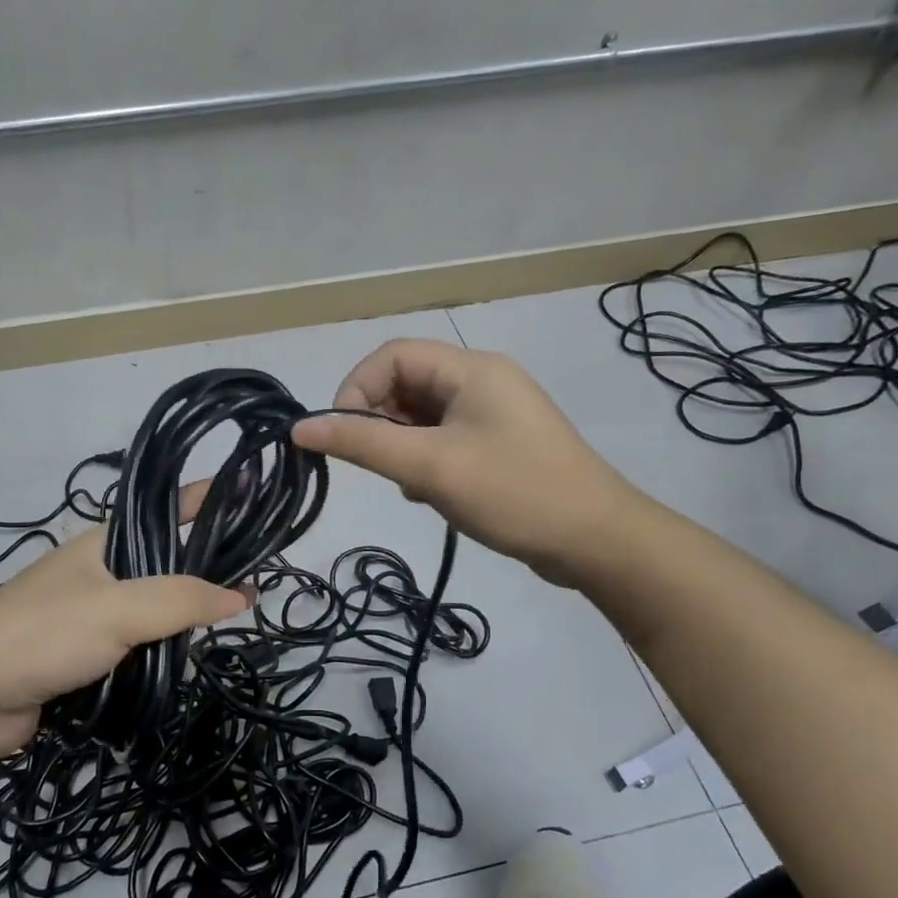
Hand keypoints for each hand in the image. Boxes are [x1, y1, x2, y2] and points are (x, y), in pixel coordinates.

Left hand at [0, 483, 249, 764]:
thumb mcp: (120, 608)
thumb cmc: (44, 634)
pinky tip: (188, 662)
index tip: (250, 495)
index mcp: (105, 544)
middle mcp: (100, 574)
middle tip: (256, 581)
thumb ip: (182, 599)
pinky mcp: (84, 659)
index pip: (167, 509)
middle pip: (165, 564)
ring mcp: (90, 617)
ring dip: (184, 619)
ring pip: (152, 611)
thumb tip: (240, 597)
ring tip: (232, 624)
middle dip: (206, 569)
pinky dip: (161, 654)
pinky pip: (136, 649)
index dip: (207, 498)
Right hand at [292, 339, 638, 586]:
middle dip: (381, 423)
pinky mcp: (500, 444)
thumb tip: (300, 427)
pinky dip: (426, 461)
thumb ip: (363, 443)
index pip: (392, 356)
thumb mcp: (431, 467)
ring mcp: (494, 414)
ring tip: (412, 484)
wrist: (596, 541)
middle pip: (407, 384)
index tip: (344, 436)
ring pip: (423, 416)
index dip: (357, 389)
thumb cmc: (513, 493)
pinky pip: (445, 439)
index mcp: (471, 370)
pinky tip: (432, 495)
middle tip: (381, 466)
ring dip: (402, 447)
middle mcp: (483, 381)